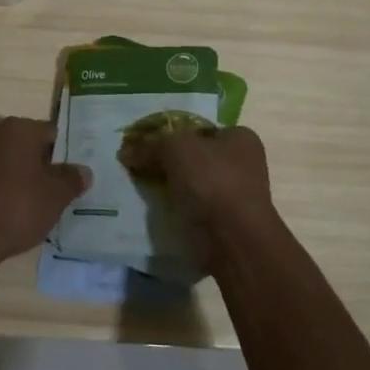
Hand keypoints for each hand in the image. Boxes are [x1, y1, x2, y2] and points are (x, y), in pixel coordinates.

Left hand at [0, 117, 89, 269]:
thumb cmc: (19, 206)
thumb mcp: (57, 195)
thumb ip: (73, 179)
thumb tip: (83, 171)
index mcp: (19, 128)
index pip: (52, 133)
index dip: (67, 153)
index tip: (76, 174)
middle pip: (32, 145)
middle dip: (47, 164)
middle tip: (65, 188)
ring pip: (15, 162)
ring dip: (29, 177)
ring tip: (45, 202)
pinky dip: (11, 187)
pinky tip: (21, 209)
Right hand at [123, 125, 277, 252]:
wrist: (232, 240)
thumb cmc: (211, 181)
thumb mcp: (175, 148)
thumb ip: (150, 145)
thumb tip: (127, 151)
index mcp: (240, 138)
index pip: (199, 129)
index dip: (172, 133)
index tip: (147, 144)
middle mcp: (242, 164)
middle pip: (194, 157)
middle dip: (168, 162)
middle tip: (139, 166)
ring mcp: (233, 196)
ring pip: (191, 184)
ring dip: (169, 187)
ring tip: (140, 187)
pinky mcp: (222, 223)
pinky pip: (191, 209)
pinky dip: (174, 209)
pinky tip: (153, 209)